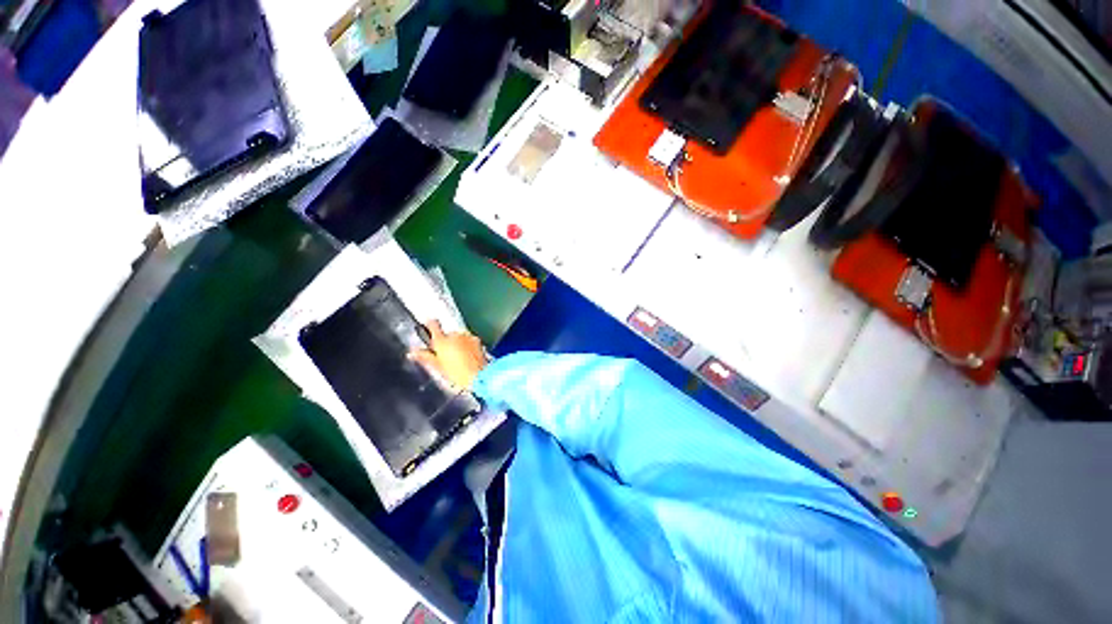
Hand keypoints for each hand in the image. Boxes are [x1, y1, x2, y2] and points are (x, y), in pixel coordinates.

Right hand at [410, 320, 487, 390]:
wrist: (478, 375)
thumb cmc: (456, 374)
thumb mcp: (437, 367)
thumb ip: (424, 356)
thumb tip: (412, 352)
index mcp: (441, 341)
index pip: (433, 325)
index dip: (430, 324)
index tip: (428, 324)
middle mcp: (454, 335)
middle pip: (447, 334)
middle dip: (446, 342)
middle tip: (446, 355)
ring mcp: (467, 336)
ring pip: (459, 337)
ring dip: (458, 343)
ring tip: (459, 358)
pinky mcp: (477, 339)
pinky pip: (469, 340)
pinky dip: (467, 345)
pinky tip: (468, 356)